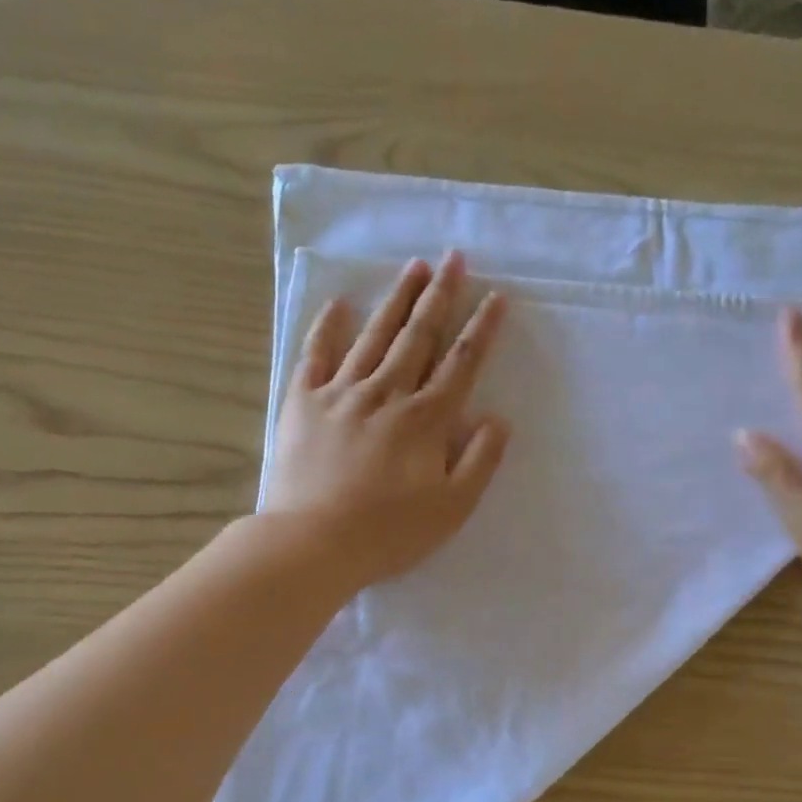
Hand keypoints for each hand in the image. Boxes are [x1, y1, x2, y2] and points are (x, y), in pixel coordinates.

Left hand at [265, 251, 509, 587]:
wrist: (313, 543)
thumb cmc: (389, 533)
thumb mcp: (452, 508)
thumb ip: (480, 461)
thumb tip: (498, 419)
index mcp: (425, 420)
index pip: (460, 364)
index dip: (481, 329)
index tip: (495, 296)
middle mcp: (386, 394)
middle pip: (418, 336)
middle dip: (440, 296)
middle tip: (454, 258)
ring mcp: (341, 393)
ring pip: (374, 336)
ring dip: (396, 300)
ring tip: (413, 267)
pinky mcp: (303, 403)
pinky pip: (316, 355)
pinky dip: (327, 328)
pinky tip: (338, 304)